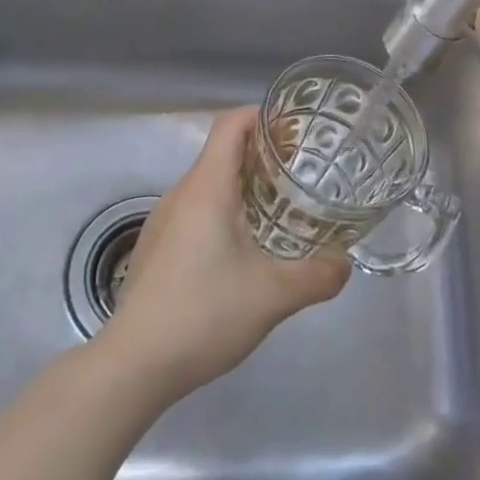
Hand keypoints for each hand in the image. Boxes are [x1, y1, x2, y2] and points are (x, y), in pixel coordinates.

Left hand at [100, 106, 349, 400]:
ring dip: (244, 188)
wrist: (134, 363)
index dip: (262, 116)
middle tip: (302, 174)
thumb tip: (345, 263)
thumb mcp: (274, 295)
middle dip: (262, 155)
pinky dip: (224, 213)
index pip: (230, 125)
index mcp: (206, 188)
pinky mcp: (156, 248)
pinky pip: (195, 213)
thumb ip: (318, 275)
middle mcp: (180, 194)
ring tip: (281, 211)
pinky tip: (244, 251)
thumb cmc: (204, 313)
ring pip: (208, 186)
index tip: (296, 128)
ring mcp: (163, 222)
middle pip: (221, 153)